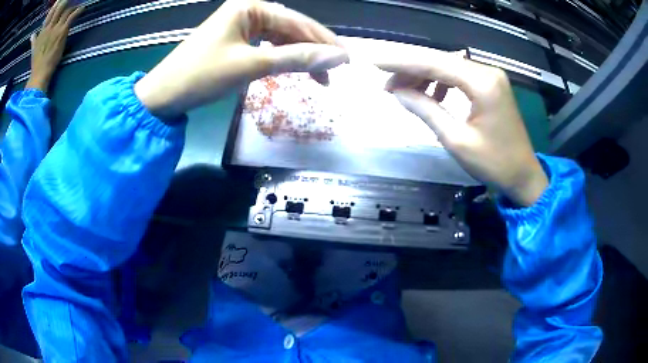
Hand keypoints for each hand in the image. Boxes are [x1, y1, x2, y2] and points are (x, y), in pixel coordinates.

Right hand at [26, 0, 82, 92]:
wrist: (39, 74)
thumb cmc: (36, 62)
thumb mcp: (33, 48)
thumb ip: (33, 39)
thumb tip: (32, 35)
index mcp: (42, 31)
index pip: (50, 13)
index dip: (56, 4)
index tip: (59, 0)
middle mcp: (49, 27)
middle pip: (59, 7)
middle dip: (65, 2)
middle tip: (69, 1)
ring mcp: (56, 28)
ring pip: (67, 9)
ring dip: (73, 5)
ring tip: (77, 5)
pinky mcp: (62, 31)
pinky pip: (72, 16)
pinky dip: (79, 10)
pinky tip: (82, 8)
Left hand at [134, 0, 348, 118]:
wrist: (163, 95)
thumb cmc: (202, 75)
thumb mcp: (251, 65)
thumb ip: (296, 59)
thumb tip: (337, 57)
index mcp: (250, 7)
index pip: (297, 22)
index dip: (323, 41)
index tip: (346, 60)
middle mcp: (247, 11)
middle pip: (290, 28)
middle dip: (313, 50)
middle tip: (336, 71)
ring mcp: (240, 26)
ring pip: (280, 38)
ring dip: (299, 56)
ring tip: (319, 77)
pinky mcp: (235, 41)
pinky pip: (266, 47)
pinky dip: (281, 59)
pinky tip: (294, 69)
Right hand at [377, 50, 547, 206]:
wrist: (523, 175)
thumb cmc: (494, 164)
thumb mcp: (456, 140)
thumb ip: (426, 110)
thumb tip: (398, 92)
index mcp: (482, 83)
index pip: (435, 63)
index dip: (403, 62)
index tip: (376, 62)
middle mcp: (487, 72)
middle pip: (441, 60)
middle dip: (411, 69)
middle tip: (386, 83)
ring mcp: (490, 77)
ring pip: (448, 66)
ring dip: (424, 75)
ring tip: (403, 91)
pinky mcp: (490, 85)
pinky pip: (459, 76)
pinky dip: (441, 82)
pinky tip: (431, 95)